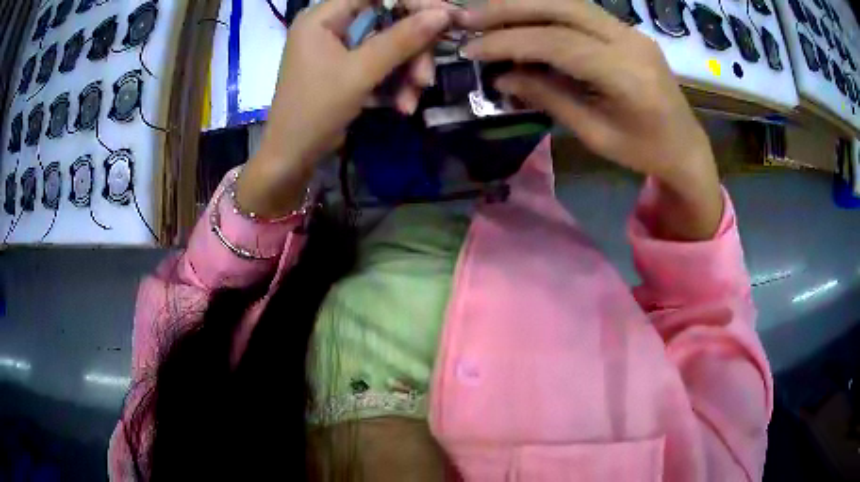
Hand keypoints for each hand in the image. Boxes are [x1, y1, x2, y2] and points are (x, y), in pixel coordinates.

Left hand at [237, 0, 451, 217]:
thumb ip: (401, 40)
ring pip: (388, 45)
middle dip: (411, 51)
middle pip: (386, 20)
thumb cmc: (315, 110)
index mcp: (322, 18)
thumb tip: (442, 14)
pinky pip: (379, 64)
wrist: (292, 158)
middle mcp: (331, 26)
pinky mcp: (346, 68)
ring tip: (412, 99)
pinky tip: (402, 105)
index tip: (444, 18)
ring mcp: (339, 48)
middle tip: (426, 76)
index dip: (411, 2)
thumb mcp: (360, 73)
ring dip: (406, 72)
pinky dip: (394, 83)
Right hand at [458, 0, 722, 239]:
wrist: (686, 146)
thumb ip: (548, 98)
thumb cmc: (644, 151)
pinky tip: (522, 18)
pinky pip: (580, 11)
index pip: (558, 42)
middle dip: (510, 8)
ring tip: (488, 14)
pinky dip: (546, 11)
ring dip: (525, 3)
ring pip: (570, 1)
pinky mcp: (627, 30)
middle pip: (562, 6)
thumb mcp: (595, 134)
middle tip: (470, 18)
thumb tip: (502, 77)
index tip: (471, 49)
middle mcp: (629, 41)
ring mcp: (631, 30)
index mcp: (626, 74)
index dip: (509, 41)